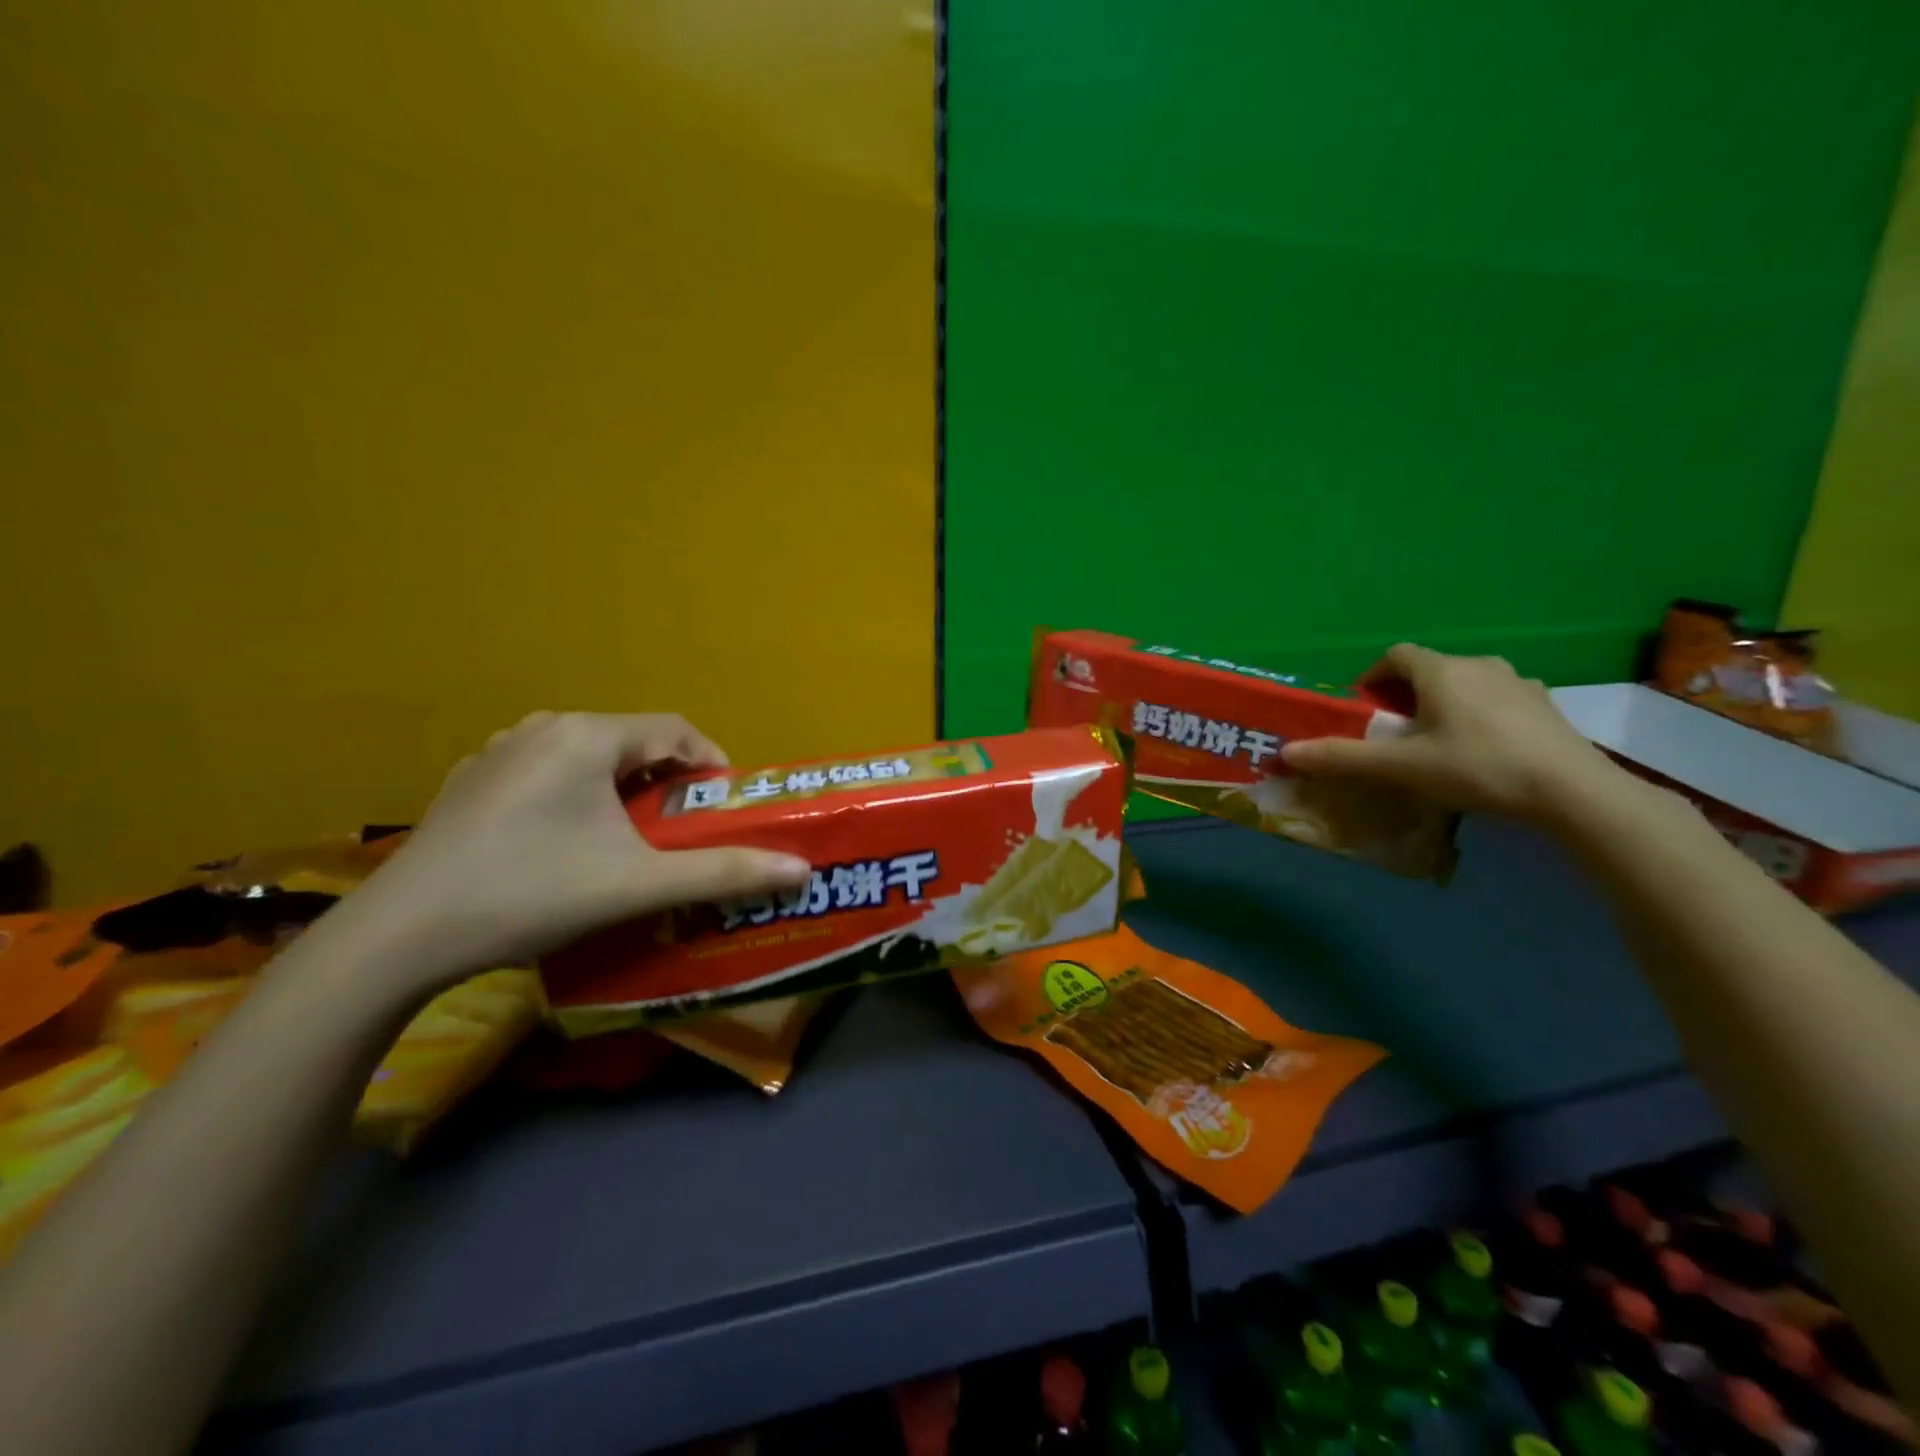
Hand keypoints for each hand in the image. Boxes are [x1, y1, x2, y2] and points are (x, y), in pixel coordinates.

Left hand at [349, 712, 810, 987]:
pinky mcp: (471, 780)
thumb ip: (724, 873)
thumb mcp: (639, 884)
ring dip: (623, 789)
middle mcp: (545, 727)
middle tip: (684, 830)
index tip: (724, 809)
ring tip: (633, 838)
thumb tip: (801, 869)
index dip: (711, 764)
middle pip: (633, 742)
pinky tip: (567, 843)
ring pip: (589, 757)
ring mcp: (500, 751)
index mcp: (588, 735)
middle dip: (668, 783)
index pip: (676, 730)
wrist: (399, 937)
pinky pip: (548, 773)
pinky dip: (578, 796)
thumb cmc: (532, 893)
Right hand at [1279, 644, 1625, 821]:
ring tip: (1437, 742)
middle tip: (1395, 732)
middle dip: (1405, 694)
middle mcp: (1480, 665)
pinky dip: (1479, 714)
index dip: (1373, 676)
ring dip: (1443, 703)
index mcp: (1441, 671)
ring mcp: (1519, 683)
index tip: (1365, 708)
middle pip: (1430, 668)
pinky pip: (1498, 699)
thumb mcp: (1402, 766)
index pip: (1395, 655)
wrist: (1572, 791)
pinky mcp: (1546, 706)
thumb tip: (1286, 752)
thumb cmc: (1477, 768)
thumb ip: (1343, 758)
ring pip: (1465, 683)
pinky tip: (1482, 750)